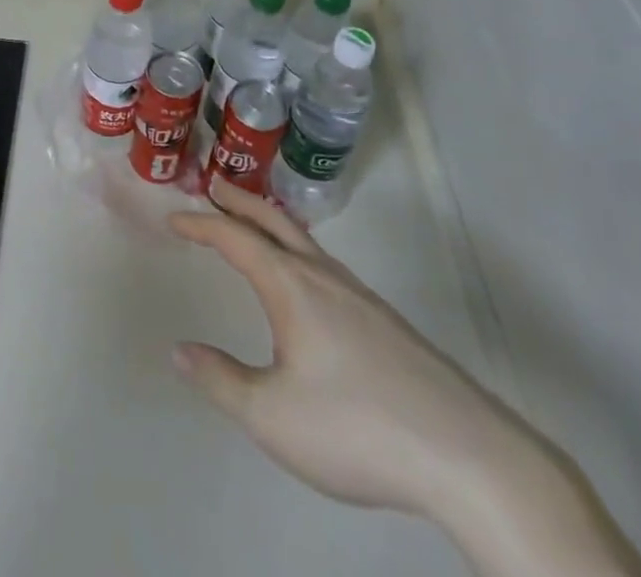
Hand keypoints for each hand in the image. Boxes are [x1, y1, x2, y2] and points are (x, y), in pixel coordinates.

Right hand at [170, 182, 529, 519]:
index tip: (174, 218)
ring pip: (305, 241)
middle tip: (213, 186)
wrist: (466, 454)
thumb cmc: (356, 428)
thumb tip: (179, 350)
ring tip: (253, 226)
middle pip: (274, 221)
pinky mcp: (385, 320)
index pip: (236, 238)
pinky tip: (306, 282)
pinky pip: (326, 264)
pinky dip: (298, 249)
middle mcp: (324, 277)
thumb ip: (221, 380)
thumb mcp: (272, 416)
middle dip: (240, 201)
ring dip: (271, 223)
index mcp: (292, 287)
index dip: (201, 224)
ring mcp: (360, 296)